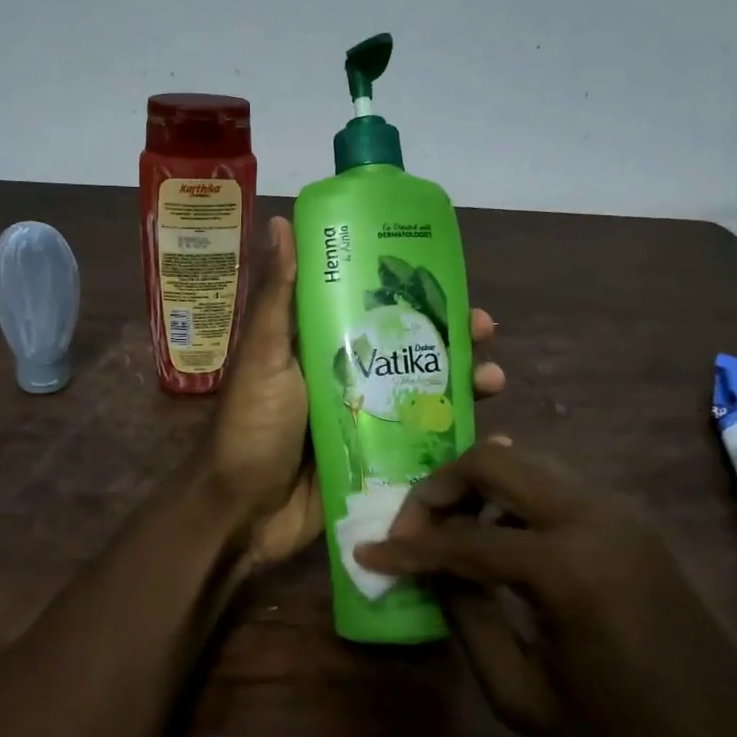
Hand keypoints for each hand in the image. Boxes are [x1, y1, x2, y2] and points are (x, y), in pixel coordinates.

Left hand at [209, 216, 504, 575]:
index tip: (452, 282)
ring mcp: (367, 422)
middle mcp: (349, 379)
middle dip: (452, 339)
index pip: (376, 310)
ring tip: (494, 381)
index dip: (414, 295)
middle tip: (486, 333)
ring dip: (463, 384)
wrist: (242, 514)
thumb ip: (277, 298)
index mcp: (322, 347)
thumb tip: (281, 221)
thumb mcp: (263, 357)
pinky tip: (492, 437)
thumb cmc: (251, 428)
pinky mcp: (379, 463)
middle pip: (411, 350)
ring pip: (425, 394)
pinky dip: (459, 439)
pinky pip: (426, 445)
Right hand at [353, 443, 736, 736]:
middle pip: (496, 461)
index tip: (367, 553)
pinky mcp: (634, 522)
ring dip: (480, 487)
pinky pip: (557, 487)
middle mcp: (594, 516)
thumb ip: (468, 621)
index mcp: (568, 567)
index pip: (463, 539)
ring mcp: (621, 512)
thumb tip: (433, 573)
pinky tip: (501, 538)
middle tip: (412, 531)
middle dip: (441, 488)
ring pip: (528, 464)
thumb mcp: (525, 698)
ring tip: (450, 534)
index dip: (408, 548)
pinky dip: (516, 498)